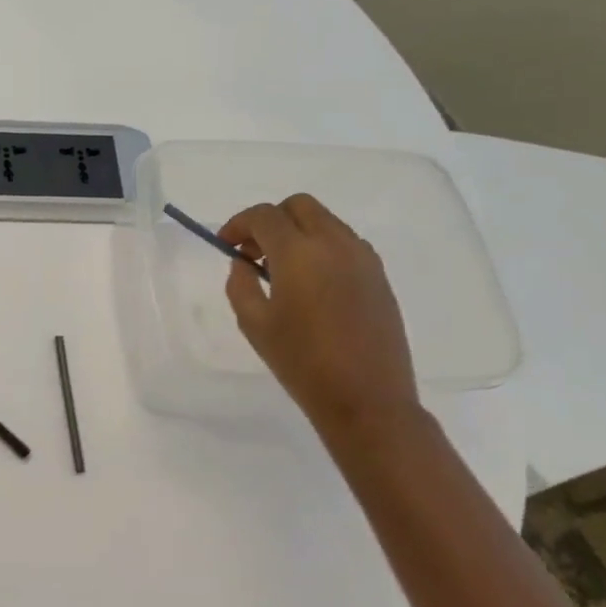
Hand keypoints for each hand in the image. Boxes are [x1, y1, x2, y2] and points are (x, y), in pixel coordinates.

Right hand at [219, 195, 420, 440]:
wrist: (367, 400)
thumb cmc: (301, 362)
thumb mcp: (254, 324)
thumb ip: (240, 284)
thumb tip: (244, 262)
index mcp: (299, 253)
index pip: (264, 215)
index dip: (238, 224)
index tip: (226, 245)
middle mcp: (335, 244)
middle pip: (299, 206)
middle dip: (270, 220)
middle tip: (253, 252)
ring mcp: (363, 258)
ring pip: (325, 221)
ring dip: (297, 231)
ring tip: (281, 270)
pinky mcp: (379, 276)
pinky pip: (345, 243)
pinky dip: (321, 247)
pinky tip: (311, 283)